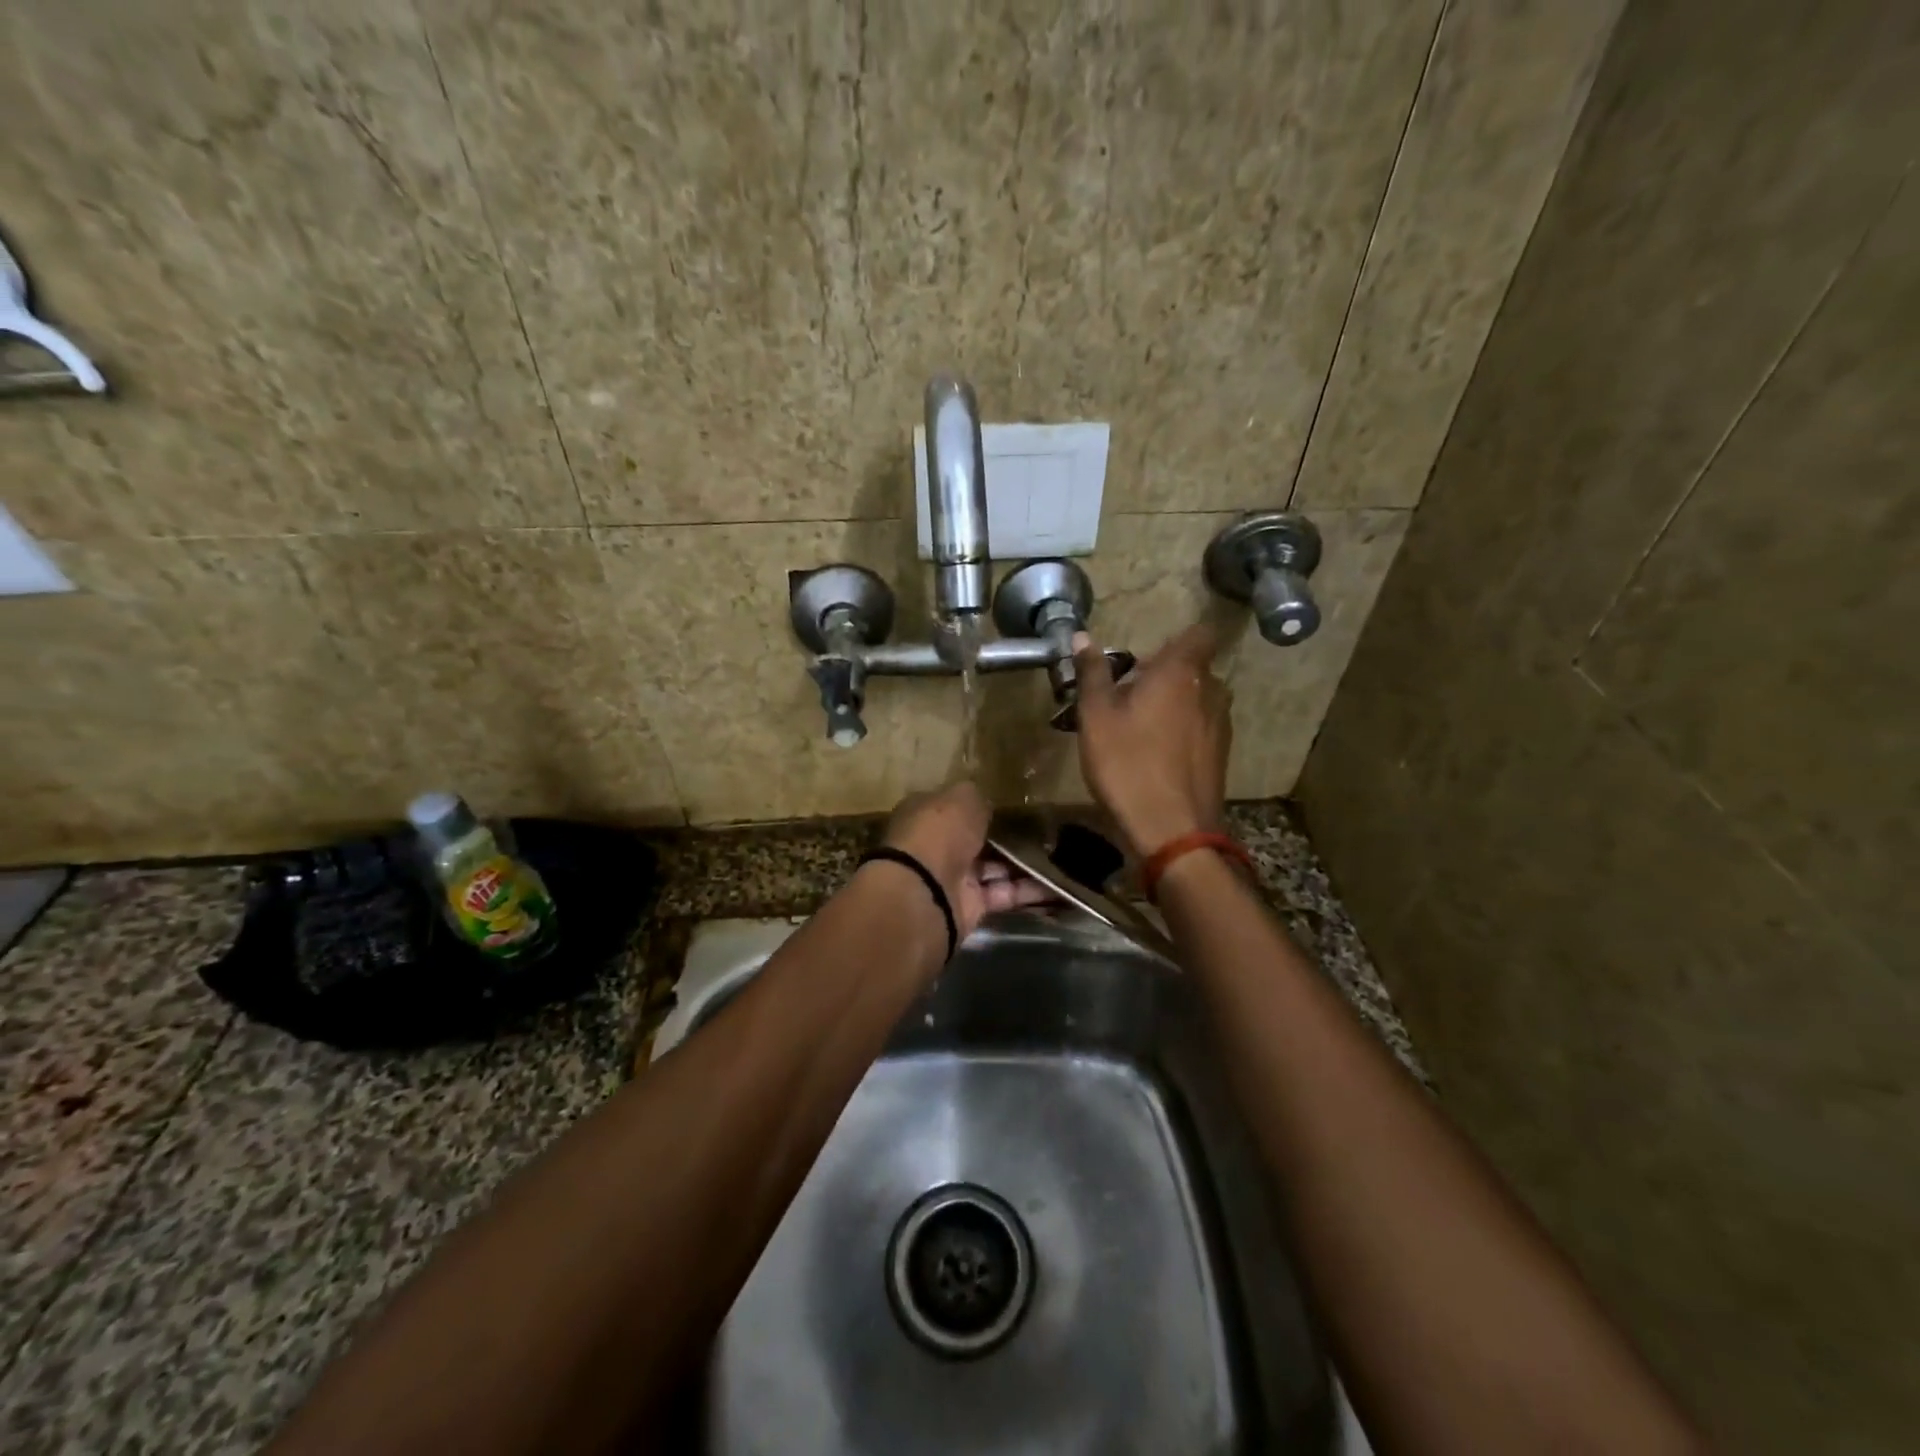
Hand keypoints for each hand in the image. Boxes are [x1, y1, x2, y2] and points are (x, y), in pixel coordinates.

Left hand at [882, 782, 1052, 937]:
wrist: (925, 892)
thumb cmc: (940, 832)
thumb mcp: (963, 798)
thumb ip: (978, 799)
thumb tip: (987, 803)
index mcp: (927, 815)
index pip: (956, 808)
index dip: (981, 807)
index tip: (1014, 805)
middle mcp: (938, 846)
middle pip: (977, 840)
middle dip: (1007, 838)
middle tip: (1046, 831)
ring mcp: (954, 878)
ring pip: (995, 868)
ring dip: (1025, 865)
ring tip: (1062, 857)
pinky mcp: (971, 907)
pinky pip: (1005, 894)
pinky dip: (1029, 892)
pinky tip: (1058, 884)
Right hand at [1071, 622, 1230, 858]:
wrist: (1172, 831)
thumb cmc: (1128, 765)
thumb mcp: (1096, 717)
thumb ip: (1093, 673)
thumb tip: (1083, 637)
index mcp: (1181, 672)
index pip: (1198, 633)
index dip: (1176, 638)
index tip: (1145, 656)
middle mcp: (1210, 691)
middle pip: (1192, 668)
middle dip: (1162, 675)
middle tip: (1123, 696)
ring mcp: (1221, 725)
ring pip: (1196, 699)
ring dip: (1171, 704)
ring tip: (1136, 728)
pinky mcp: (1222, 755)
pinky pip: (1200, 727)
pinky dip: (1181, 730)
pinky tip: (1154, 755)